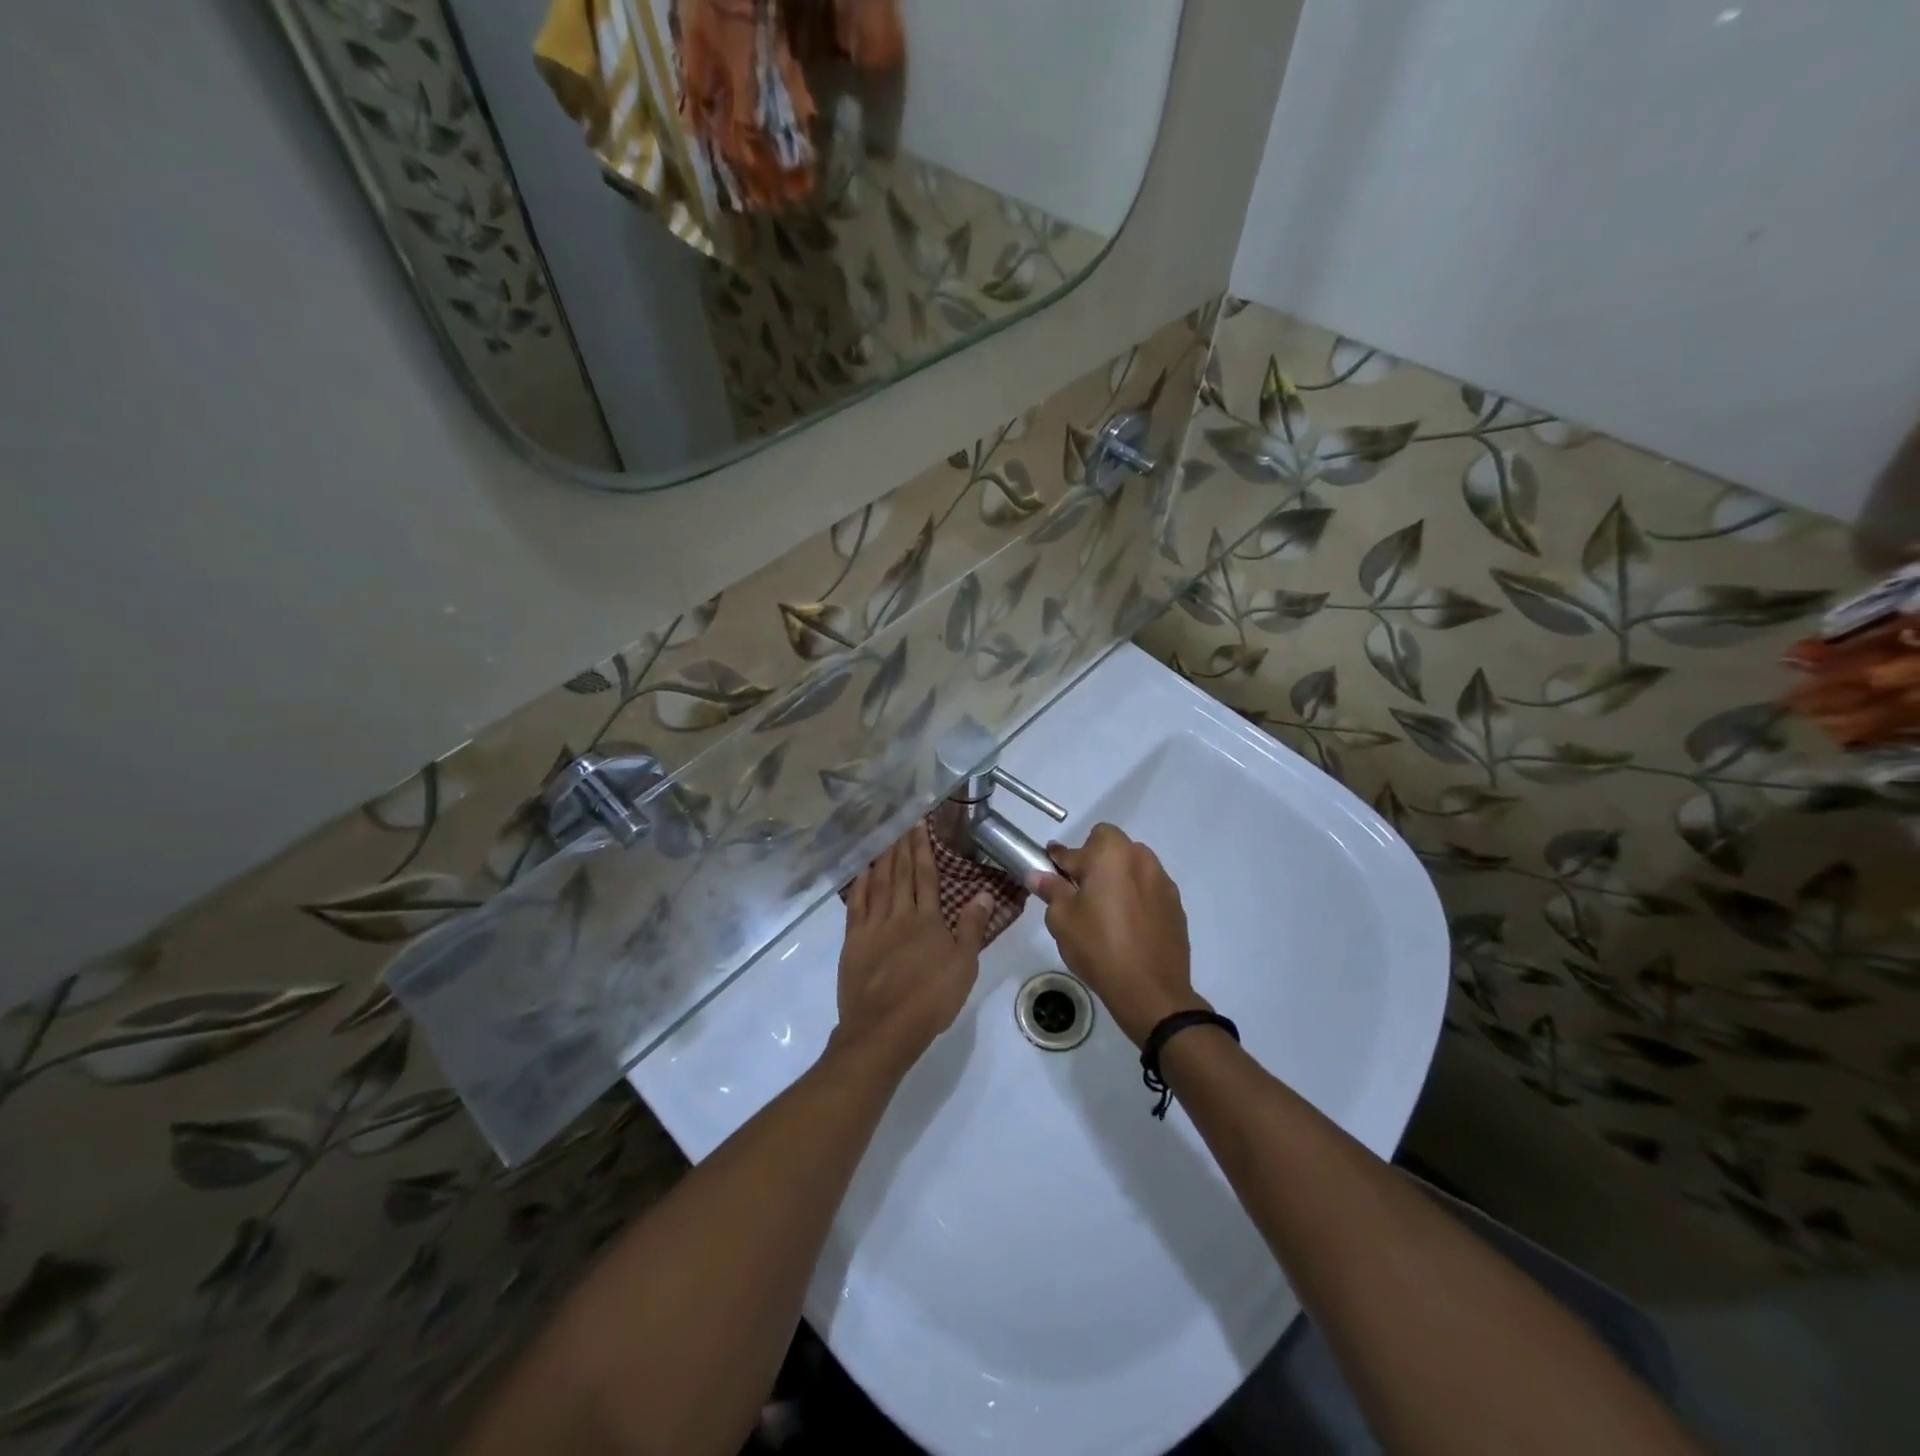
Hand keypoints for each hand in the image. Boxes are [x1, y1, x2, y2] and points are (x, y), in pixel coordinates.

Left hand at [833, 825, 992, 1073]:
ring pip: (878, 885)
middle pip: (901, 875)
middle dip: (902, 847)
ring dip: (882, 860)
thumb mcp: (964, 965)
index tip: (919, 825)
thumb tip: (984, 893)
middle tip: (900, 823)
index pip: (926, 876)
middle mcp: (899, 915)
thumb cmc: (931, 999)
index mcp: (928, 920)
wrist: (886, 1027)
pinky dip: (859, 886)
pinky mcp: (854, 942)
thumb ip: (972, 927)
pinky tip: (862, 872)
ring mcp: (873, 927)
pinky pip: (856, 906)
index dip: (923, 849)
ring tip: (883, 838)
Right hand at [1033, 823, 1202, 1045]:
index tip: (1051, 873)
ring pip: (1132, 867)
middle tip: (1080, 894)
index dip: (1060, 859)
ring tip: (1105, 912)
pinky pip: (1148, 890)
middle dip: (1093, 863)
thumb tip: (1038, 874)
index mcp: (1111, 854)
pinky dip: (1136, 898)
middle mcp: (1141, 858)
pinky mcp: (1176, 905)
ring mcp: (1163, 882)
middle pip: (1110, 848)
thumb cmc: (1099, 947)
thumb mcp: (1062, 919)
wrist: (1150, 990)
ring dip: (1117, 878)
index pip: (1077, 846)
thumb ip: (1051, 889)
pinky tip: (1127, 927)